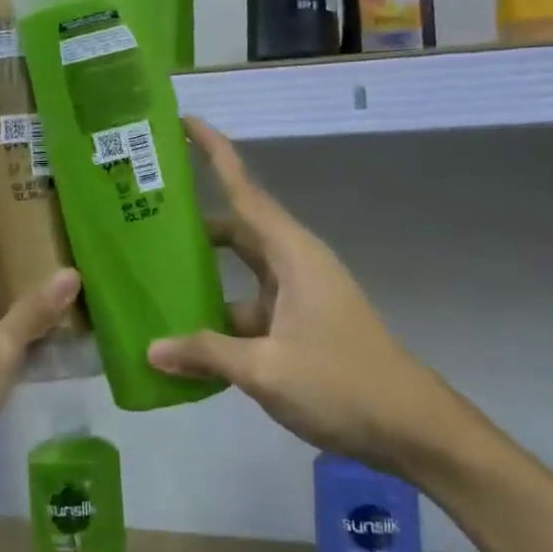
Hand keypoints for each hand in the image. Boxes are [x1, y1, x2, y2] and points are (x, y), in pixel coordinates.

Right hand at [148, 119, 475, 481]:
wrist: (410, 428)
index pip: (244, 190)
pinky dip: (217, 316)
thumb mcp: (266, 369)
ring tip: (149, 276)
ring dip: (202, 274)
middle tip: (142, 211)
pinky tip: (183, 338)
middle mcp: (293, 264)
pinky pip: (247, 307)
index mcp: (291, 254)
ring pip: (239, 271)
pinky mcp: (296, 325)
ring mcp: (296, 296)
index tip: (184, 122)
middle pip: (236, 227)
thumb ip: (206, 352)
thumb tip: (151, 349)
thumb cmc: (342, 383)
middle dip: (193, 219)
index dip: (215, 152)